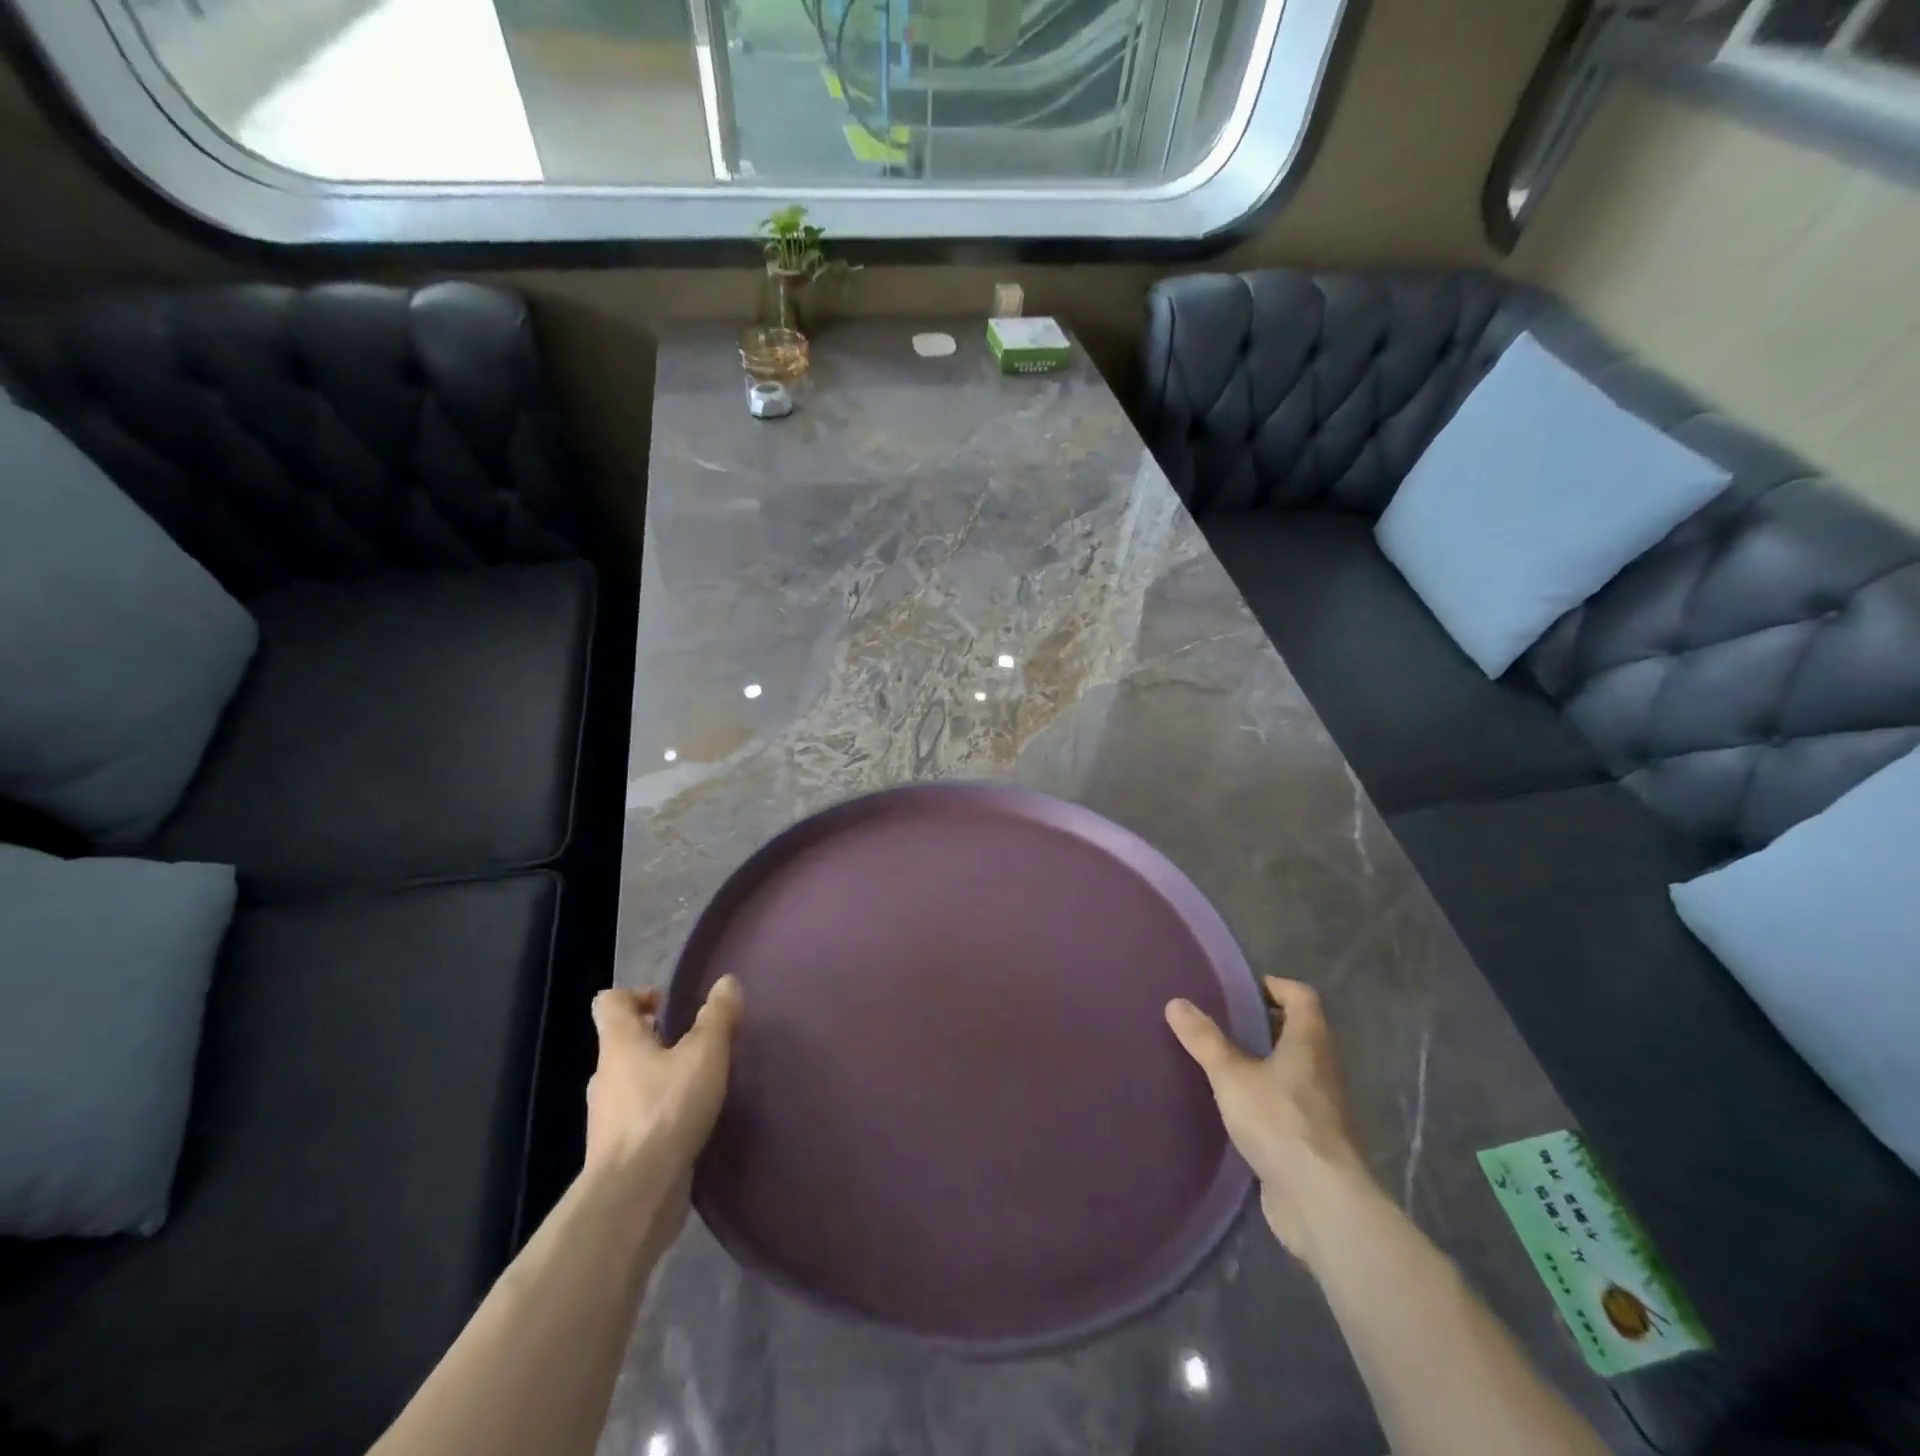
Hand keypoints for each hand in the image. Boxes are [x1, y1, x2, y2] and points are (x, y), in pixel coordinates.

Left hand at [585, 978, 741, 1194]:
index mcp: (619, 1044)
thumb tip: (726, 982)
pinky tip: (691, 1121)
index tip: (667, 1004)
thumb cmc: (666, 1111)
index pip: (610, 1003)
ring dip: (660, 1077)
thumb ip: (718, 1016)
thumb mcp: (705, 1054)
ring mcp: (608, 1118)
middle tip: (695, 1042)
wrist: (633, 1196)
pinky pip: (639, 1118)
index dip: (635, 994)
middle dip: (656, 1038)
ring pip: (631, 1082)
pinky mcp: (619, 1152)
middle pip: (623, 1043)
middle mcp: (606, 1076)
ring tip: (700, 1082)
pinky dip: (660, 1112)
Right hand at [1166, 977, 1374, 1252]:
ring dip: (1263, 1063)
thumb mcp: (1231, 1075)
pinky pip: (1288, 1105)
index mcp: (1310, 1043)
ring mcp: (1322, 1108)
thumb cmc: (1280, 1122)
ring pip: (1293, 1070)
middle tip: (1222, 1022)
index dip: (1274, 986)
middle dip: (1263, 1024)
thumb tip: (1176, 1002)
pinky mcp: (1313, 1142)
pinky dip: (1265, 1098)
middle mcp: (1322, 1069)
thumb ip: (1204, 1040)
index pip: (1302, 996)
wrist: (1322, 1202)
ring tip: (1222, 1062)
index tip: (1241, 990)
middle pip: (1298, 1032)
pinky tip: (1236, 1109)